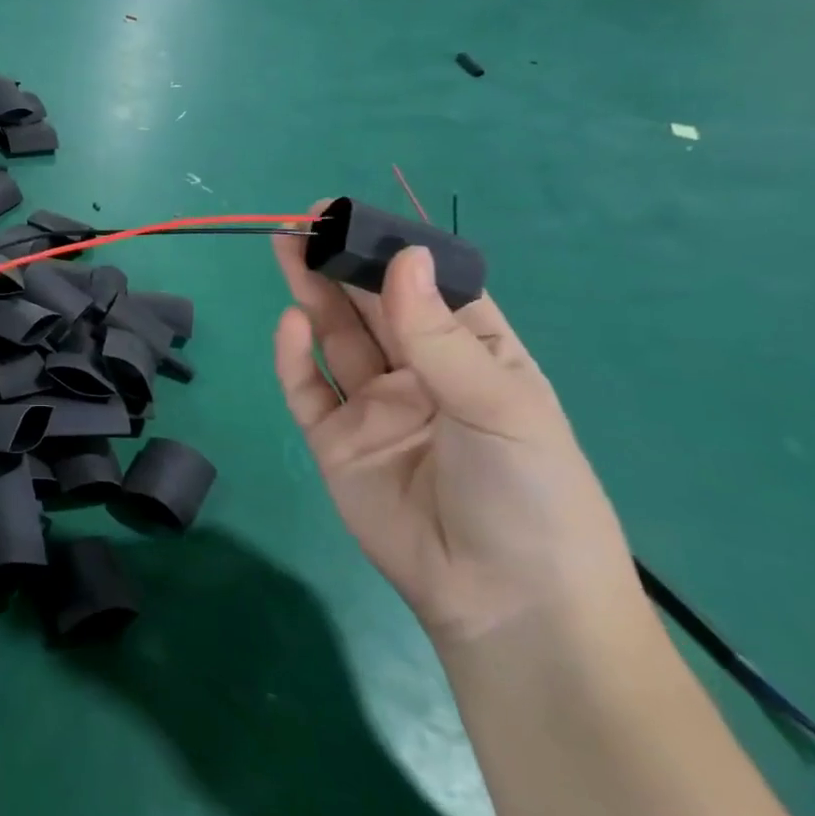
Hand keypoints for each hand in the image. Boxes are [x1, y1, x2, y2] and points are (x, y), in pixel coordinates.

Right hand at [272, 212, 639, 646]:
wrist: (503, 600)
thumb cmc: (527, 490)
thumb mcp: (499, 402)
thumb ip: (438, 333)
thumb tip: (402, 256)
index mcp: (475, 358)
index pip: (428, 289)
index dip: (393, 251)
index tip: (354, 215)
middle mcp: (420, 375)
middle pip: (372, 308)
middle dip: (340, 264)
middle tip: (304, 222)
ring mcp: (373, 408)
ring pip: (335, 340)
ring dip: (311, 296)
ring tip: (286, 250)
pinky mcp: (334, 442)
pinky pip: (308, 391)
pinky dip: (294, 357)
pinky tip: (289, 324)